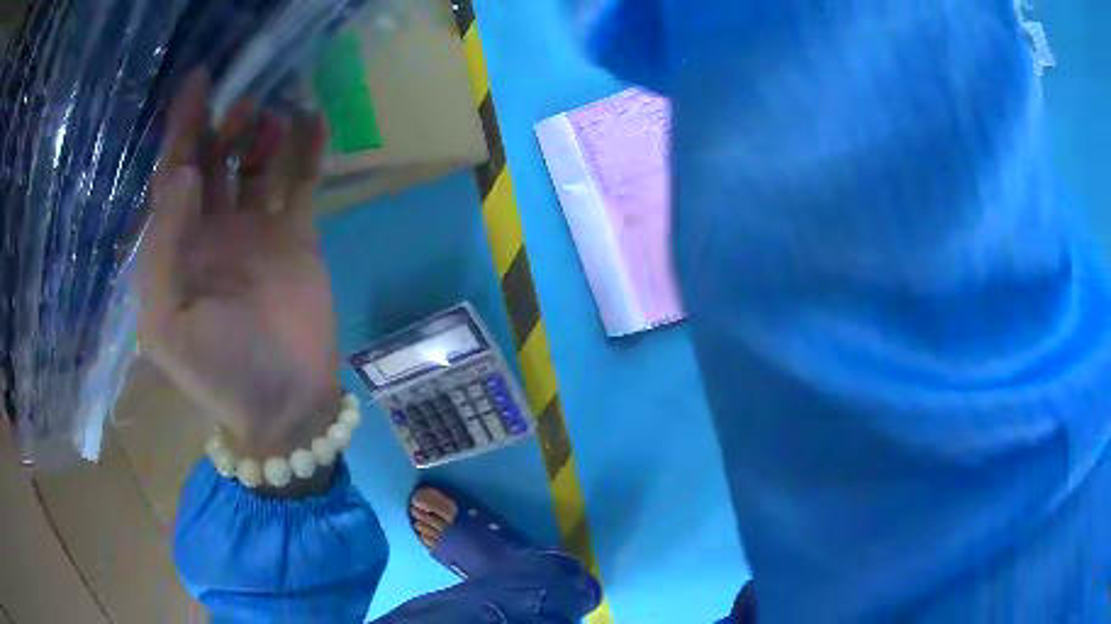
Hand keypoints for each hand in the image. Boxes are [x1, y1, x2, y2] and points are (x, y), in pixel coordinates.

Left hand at [139, 71, 339, 462]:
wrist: (284, 405)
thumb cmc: (218, 371)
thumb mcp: (167, 323)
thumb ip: (162, 248)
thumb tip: (183, 172)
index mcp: (176, 248)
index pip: (172, 175)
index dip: (180, 129)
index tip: (197, 82)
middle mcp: (211, 230)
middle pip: (213, 161)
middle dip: (222, 126)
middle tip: (242, 105)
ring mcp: (255, 230)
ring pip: (254, 164)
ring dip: (261, 133)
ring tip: (272, 117)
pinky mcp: (296, 234)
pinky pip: (299, 181)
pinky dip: (305, 150)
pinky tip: (313, 122)